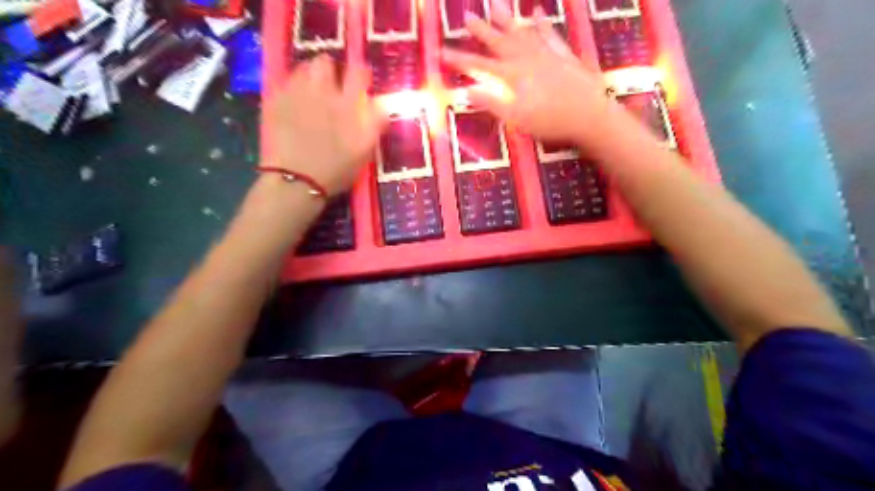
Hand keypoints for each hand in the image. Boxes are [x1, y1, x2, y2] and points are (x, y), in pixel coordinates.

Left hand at [267, 53, 385, 195]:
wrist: (294, 182)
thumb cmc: (334, 171)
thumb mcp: (364, 152)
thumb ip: (375, 124)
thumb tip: (382, 104)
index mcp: (346, 104)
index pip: (358, 73)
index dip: (361, 74)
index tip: (360, 84)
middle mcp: (321, 91)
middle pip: (325, 62)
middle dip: (330, 72)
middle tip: (331, 89)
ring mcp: (294, 94)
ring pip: (303, 69)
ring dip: (309, 78)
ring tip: (311, 95)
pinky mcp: (274, 101)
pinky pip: (284, 83)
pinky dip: (291, 89)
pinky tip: (293, 105)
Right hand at [440, 0, 610, 147]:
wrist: (589, 115)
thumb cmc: (551, 122)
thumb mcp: (516, 118)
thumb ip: (492, 103)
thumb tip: (467, 90)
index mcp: (512, 76)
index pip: (479, 66)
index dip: (459, 60)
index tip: (441, 52)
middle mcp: (526, 59)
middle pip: (499, 42)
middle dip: (481, 31)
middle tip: (467, 17)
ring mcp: (546, 54)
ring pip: (522, 32)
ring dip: (507, 20)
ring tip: (494, 6)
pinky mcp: (563, 55)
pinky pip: (549, 35)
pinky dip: (542, 25)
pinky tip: (536, 15)